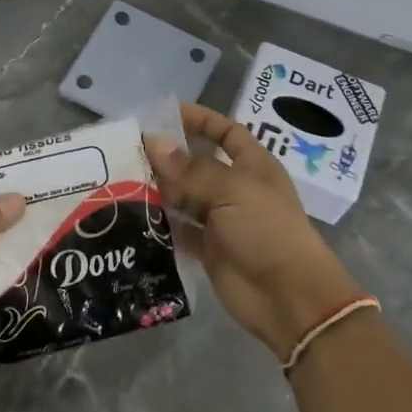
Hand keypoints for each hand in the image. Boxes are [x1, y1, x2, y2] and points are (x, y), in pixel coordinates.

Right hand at [150, 103, 361, 359]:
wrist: (289, 297)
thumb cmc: (267, 231)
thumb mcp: (232, 191)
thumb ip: (190, 169)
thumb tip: (153, 142)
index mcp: (252, 166)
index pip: (225, 132)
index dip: (200, 120)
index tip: (164, 114)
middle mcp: (236, 189)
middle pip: (197, 164)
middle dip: (168, 157)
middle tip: (128, 151)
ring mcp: (221, 220)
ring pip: (184, 197)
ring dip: (159, 190)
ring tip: (122, 181)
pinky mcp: (208, 249)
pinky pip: (179, 229)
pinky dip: (160, 223)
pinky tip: (133, 215)